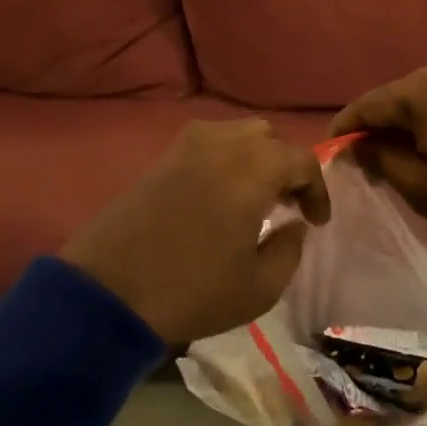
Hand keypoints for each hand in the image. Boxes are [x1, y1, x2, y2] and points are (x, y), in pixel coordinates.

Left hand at [61, 119, 330, 343]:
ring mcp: (187, 146)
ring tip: (254, 199)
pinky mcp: (161, 158)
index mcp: (254, 167)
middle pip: (268, 137)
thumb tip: (294, 225)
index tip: (316, 222)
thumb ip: (289, 249)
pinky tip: (220, 197)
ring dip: (255, 159)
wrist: (108, 290)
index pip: (302, 160)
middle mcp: (223, 142)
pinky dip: (225, 161)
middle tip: (286, 204)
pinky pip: (207, 145)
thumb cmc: (192, 289)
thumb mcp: (259, 287)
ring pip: (236, 135)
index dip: (317, 190)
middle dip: (285, 166)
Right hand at [331, 62, 426, 293]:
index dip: (345, 126)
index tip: (331, 149)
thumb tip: (359, 143)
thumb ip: (380, 158)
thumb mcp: (420, 188)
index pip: (370, 102)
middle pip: (401, 96)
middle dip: (379, 125)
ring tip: (401, 157)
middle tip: (365, 159)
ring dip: (411, 124)